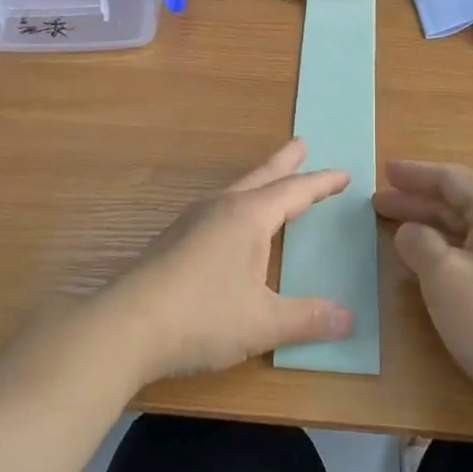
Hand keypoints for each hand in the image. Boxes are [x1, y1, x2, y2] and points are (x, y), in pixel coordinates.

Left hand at [103, 140, 354, 382]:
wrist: (124, 328)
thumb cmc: (202, 317)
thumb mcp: (263, 323)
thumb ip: (307, 319)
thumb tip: (349, 319)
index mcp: (248, 217)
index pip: (295, 192)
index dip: (322, 183)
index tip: (344, 174)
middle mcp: (221, 208)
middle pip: (261, 177)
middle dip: (285, 163)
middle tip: (301, 143)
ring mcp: (192, 222)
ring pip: (235, 191)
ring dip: (259, 182)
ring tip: (270, 181)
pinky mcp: (172, 241)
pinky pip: (217, 209)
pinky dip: (237, 205)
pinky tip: (229, 224)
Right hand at [374, 161, 472, 416]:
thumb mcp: (443, 276)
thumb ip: (419, 243)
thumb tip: (409, 231)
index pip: (453, 181)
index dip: (416, 175)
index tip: (385, 171)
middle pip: (459, 203)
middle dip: (417, 201)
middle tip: (378, 201)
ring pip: (465, 228)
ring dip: (429, 224)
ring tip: (393, 224)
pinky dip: (444, 246)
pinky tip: (423, 255)